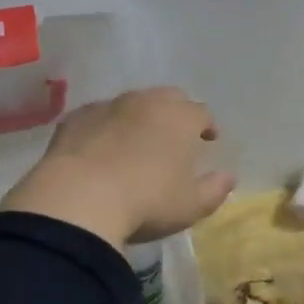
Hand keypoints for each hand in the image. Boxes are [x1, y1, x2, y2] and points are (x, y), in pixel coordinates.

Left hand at [0, 88, 236, 248]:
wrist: (78, 199)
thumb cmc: (146, 202)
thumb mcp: (190, 206)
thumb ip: (215, 189)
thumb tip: (228, 176)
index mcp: (180, 118)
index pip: (201, 112)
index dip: (207, 125)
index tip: (208, 139)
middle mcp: (146, 102)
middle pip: (168, 98)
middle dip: (175, 112)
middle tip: (175, 136)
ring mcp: (107, 106)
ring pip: (130, 103)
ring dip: (138, 118)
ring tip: (136, 142)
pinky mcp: (75, 118)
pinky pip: (97, 117)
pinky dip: (105, 127)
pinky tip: (100, 148)